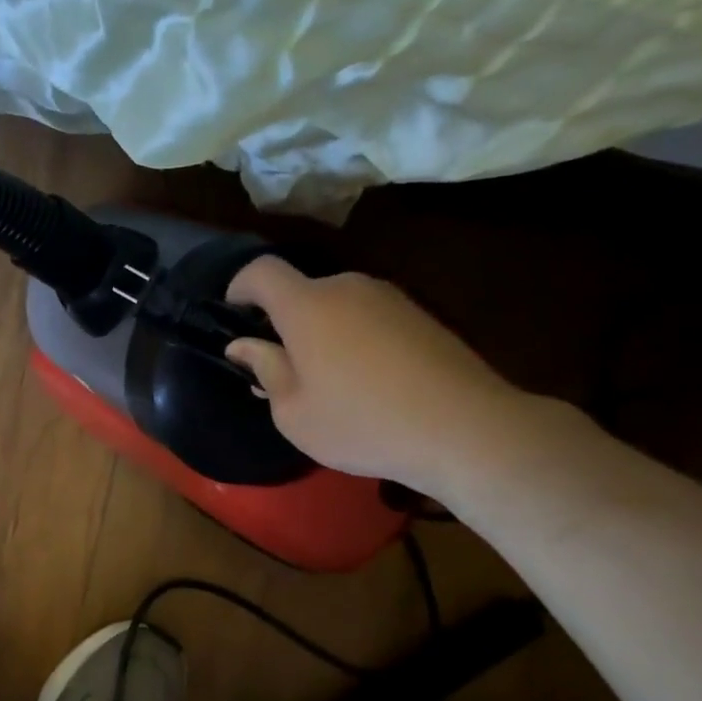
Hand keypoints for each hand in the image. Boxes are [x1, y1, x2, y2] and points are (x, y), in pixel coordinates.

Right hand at [225, 258, 529, 498]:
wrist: (467, 429)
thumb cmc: (362, 423)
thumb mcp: (294, 413)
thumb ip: (265, 370)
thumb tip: (245, 346)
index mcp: (307, 306)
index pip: (261, 271)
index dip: (240, 286)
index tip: (234, 315)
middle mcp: (347, 288)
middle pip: (301, 291)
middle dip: (284, 322)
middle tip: (282, 368)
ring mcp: (390, 299)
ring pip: (337, 306)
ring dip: (322, 332)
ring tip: (329, 382)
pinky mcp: (422, 316)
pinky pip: (370, 318)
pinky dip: (356, 339)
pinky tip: (370, 383)